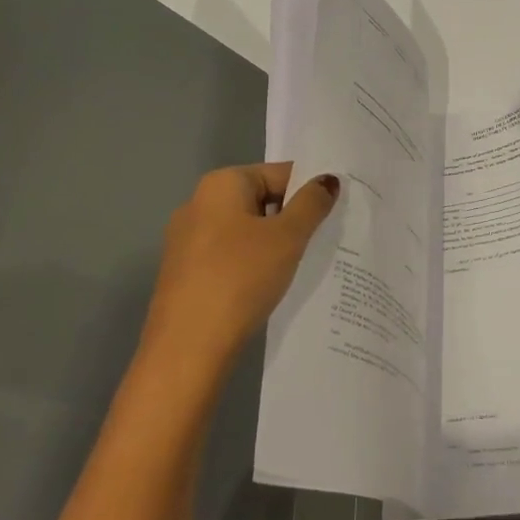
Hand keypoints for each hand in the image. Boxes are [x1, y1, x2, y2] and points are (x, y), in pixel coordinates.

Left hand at [139, 162, 338, 374]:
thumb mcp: (287, 237)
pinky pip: (230, 256)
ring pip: (246, 231)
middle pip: (261, 200)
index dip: (310, 192)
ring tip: (300, 267)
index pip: (279, 174)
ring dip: (274, 245)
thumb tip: (328, 179)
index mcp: (221, 184)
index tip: (334, 216)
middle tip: (322, 242)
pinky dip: (252, 265)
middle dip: (292, 219)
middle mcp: (198, 203)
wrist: (188, 346)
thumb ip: (312, 204)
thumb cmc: (241, 277)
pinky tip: (268, 287)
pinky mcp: (185, 272)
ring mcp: (187, 239)